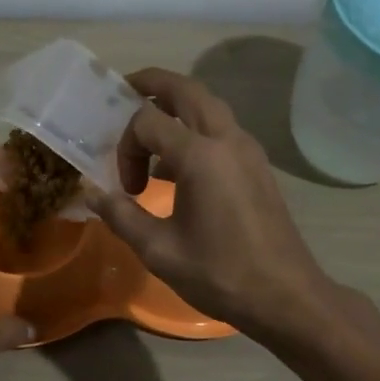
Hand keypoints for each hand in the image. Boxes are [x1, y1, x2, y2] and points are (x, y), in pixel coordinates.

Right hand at [84, 68, 332, 338]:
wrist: (286, 297)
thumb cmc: (220, 274)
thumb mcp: (159, 250)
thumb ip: (121, 216)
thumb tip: (93, 195)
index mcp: (200, 156)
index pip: (148, 121)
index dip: (126, 146)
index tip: (127, 187)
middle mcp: (227, 140)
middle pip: (186, 90)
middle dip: (153, 83)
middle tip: (124, 90)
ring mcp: (247, 150)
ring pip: (208, 105)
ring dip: (176, 106)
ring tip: (149, 131)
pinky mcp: (257, 165)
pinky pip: (221, 128)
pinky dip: (194, 128)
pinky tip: (178, 167)